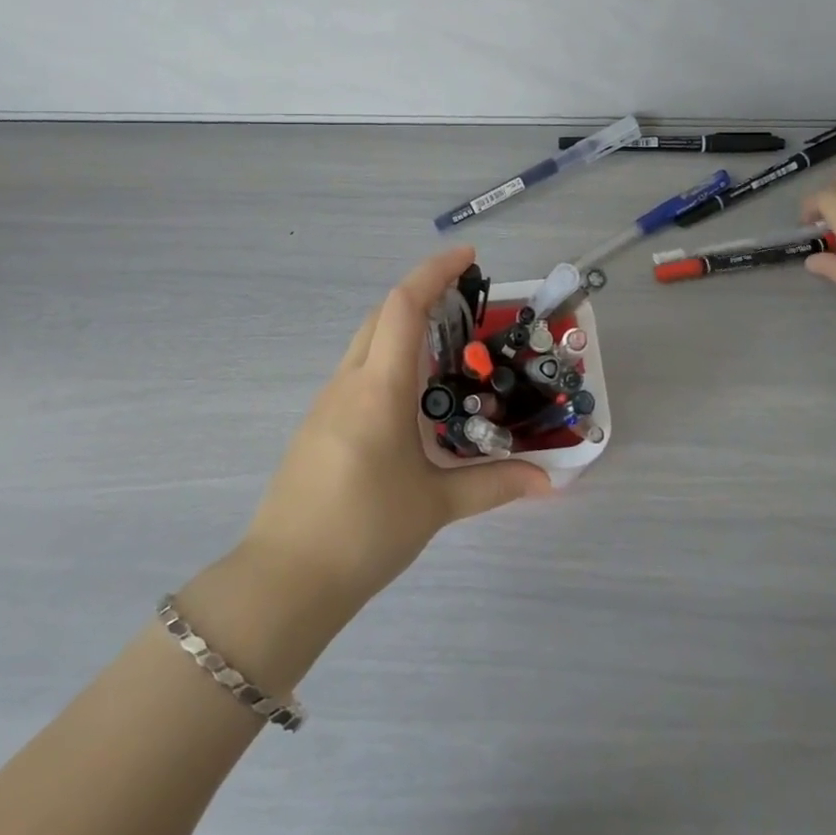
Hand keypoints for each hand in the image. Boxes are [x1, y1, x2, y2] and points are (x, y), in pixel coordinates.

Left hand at [239, 247, 552, 613]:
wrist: (286, 577)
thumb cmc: (364, 531)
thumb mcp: (436, 505)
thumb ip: (494, 485)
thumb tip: (550, 481)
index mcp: (379, 388)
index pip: (403, 306)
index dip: (434, 271)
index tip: (469, 257)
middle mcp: (349, 381)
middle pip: (382, 314)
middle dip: (422, 293)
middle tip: (466, 301)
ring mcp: (327, 401)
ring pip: (367, 342)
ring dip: (403, 327)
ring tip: (448, 347)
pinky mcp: (318, 423)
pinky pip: (357, 371)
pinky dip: (388, 359)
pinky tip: (412, 396)